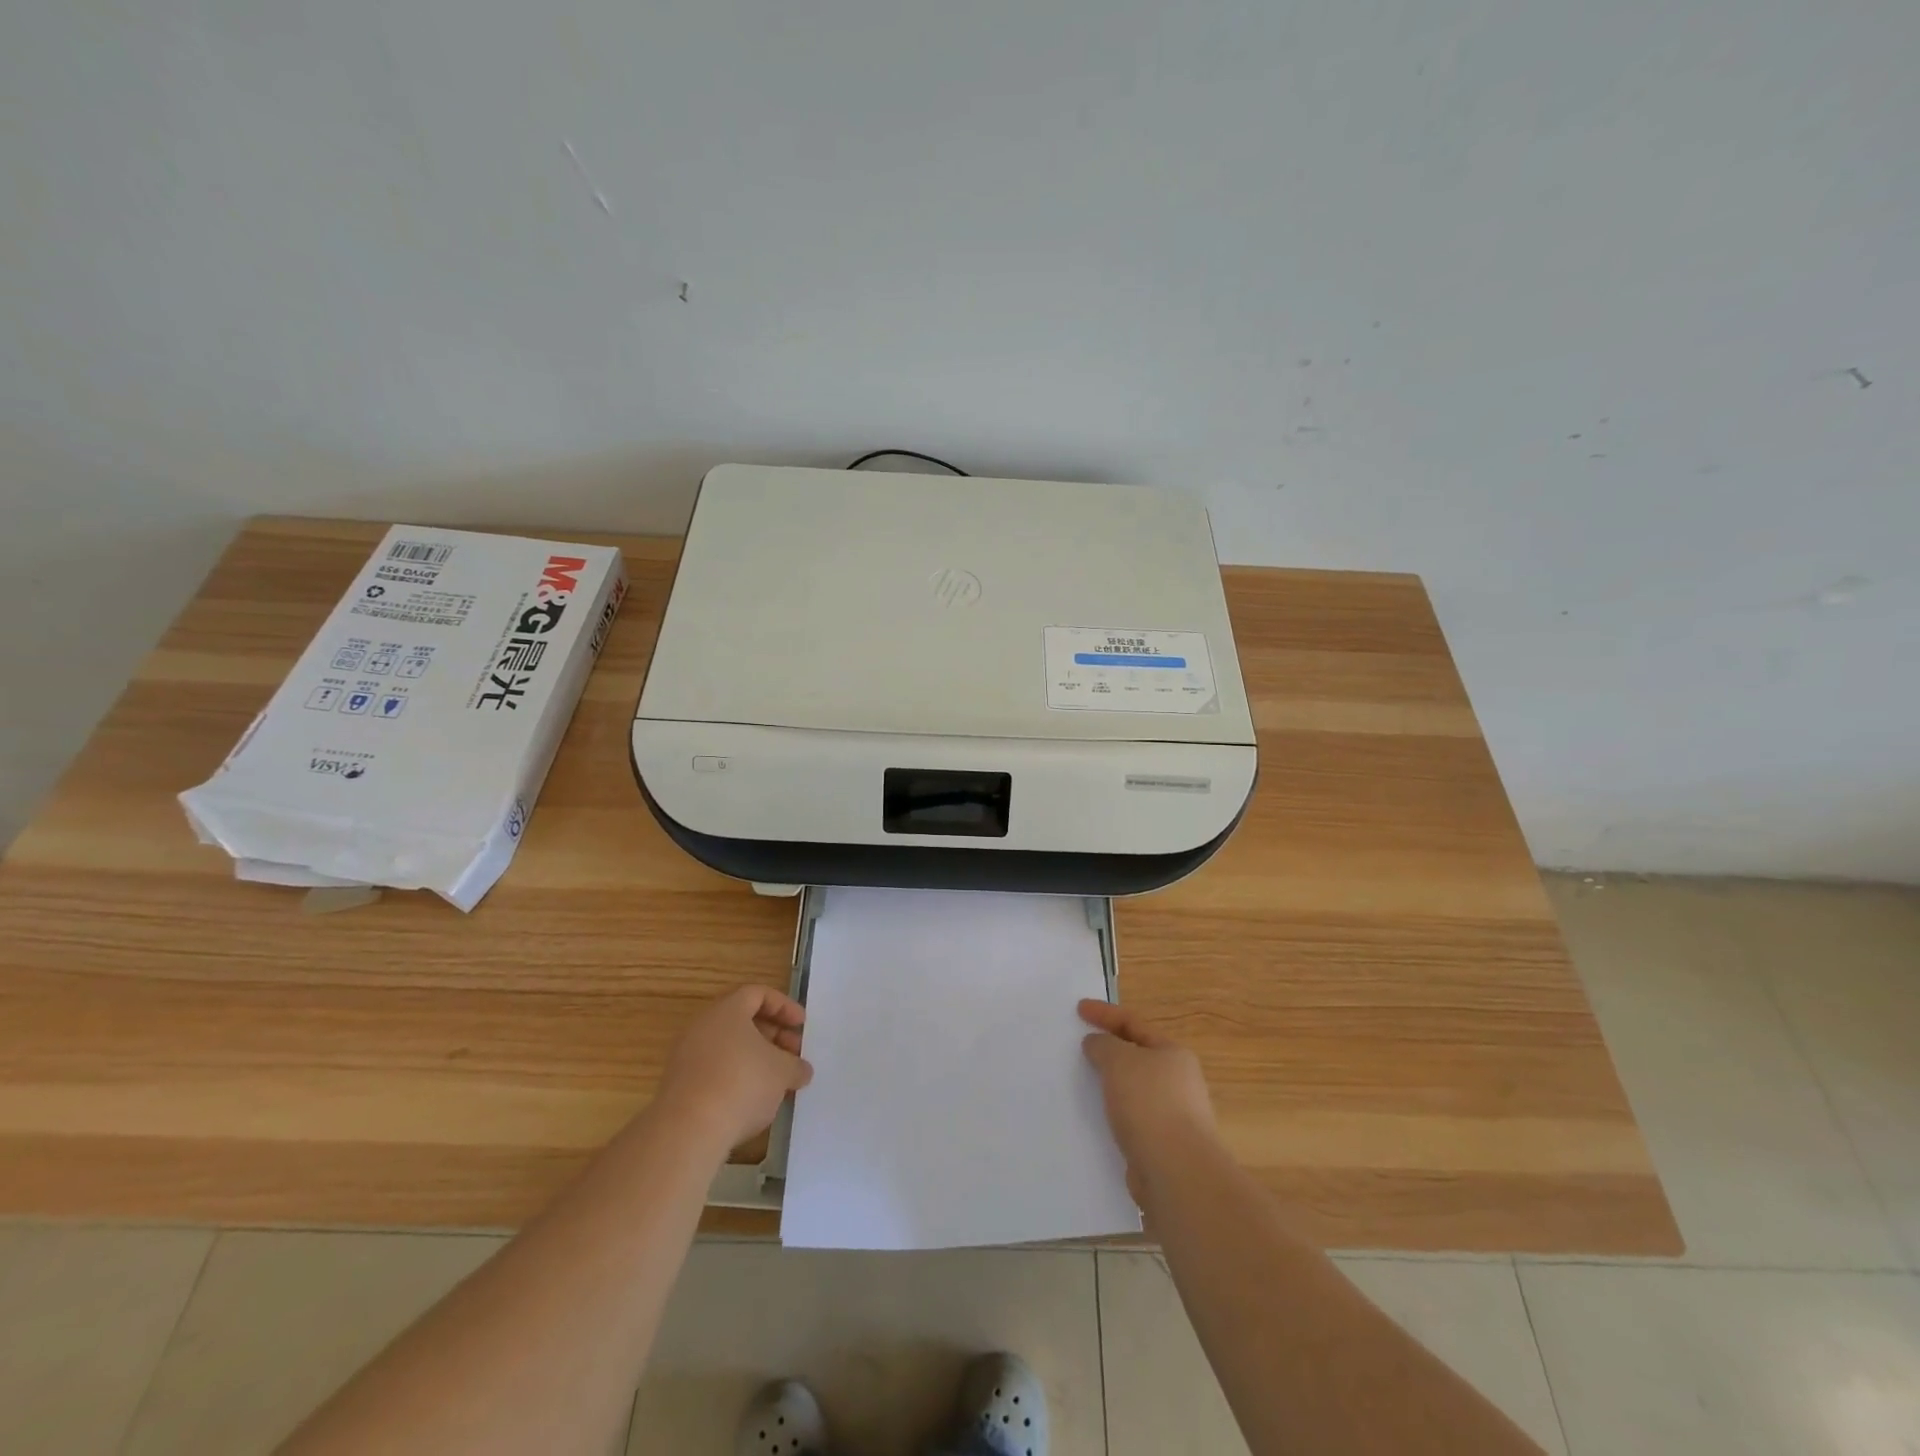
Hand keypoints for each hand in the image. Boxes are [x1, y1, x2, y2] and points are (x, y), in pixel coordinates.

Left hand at [655, 986, 812, 1152]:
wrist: (687, 1131)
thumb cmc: (742, 1083)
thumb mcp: (782, 1072)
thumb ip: (796, 1066)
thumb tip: (801, 1070)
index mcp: (727, 1010)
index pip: (758, 994)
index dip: (784, 1006)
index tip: (801, 1025)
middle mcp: (703, 1026)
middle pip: (742, 1021)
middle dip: (772, 1035)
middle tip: (793, 1054)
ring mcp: (686, 1056)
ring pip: (728, 1048)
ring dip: (755, 1059)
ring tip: (777, 1081)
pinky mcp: (679, 1086)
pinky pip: (714, 1070)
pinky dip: (736, 1078)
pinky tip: (752, 1100)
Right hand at [1079, 999, 1217, 1195]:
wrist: (1177, 1172)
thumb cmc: (1149, 1103)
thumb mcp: (1119, 1061)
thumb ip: (1104, 1045)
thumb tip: (1097, 1043)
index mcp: (1173, 1053)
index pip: (1134, 1023)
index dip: (1105, 1013)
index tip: (1078, 1009)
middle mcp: (1178, 1081)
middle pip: (1136, 1056)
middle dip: (1109, 1050)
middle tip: (1079, 1048)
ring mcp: (1173, 1115)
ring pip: (1132, 1090)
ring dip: (1109, 1085)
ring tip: (1082, 1084)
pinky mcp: (1162, 1145)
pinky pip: (1130, 1119)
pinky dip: (1113, 1114)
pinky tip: (1095, 1120)